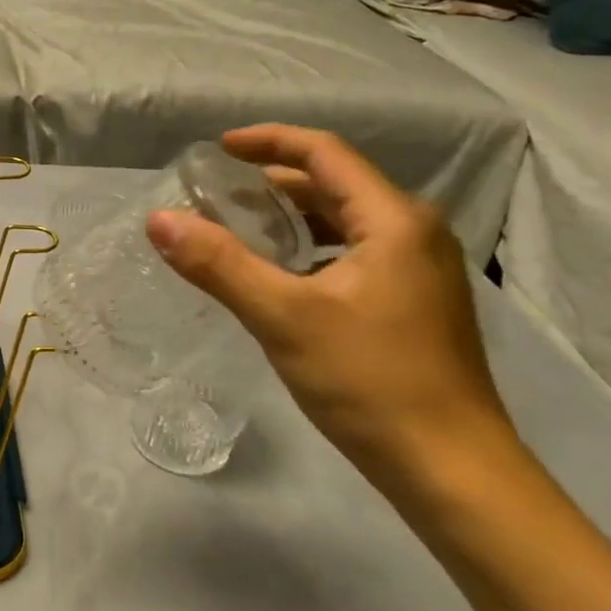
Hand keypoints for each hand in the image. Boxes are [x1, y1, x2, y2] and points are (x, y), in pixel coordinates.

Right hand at [146, 124, 516, 492]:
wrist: (451, 468)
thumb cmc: (369, 381)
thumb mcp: (283, 317)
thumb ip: (219, 264)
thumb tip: (159, 219)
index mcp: (392, 221)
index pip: (324, 154)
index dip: (269, 141)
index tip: (219, 148)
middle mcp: (413, 233)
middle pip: (335, 185)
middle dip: (274, 181)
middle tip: (217, 192)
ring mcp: (418, 271)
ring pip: (344, 222)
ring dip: (291, 217)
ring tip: (238, 227)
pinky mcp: (413, 303)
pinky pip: (352, 254)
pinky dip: (309, 250)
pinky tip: (278, 275)